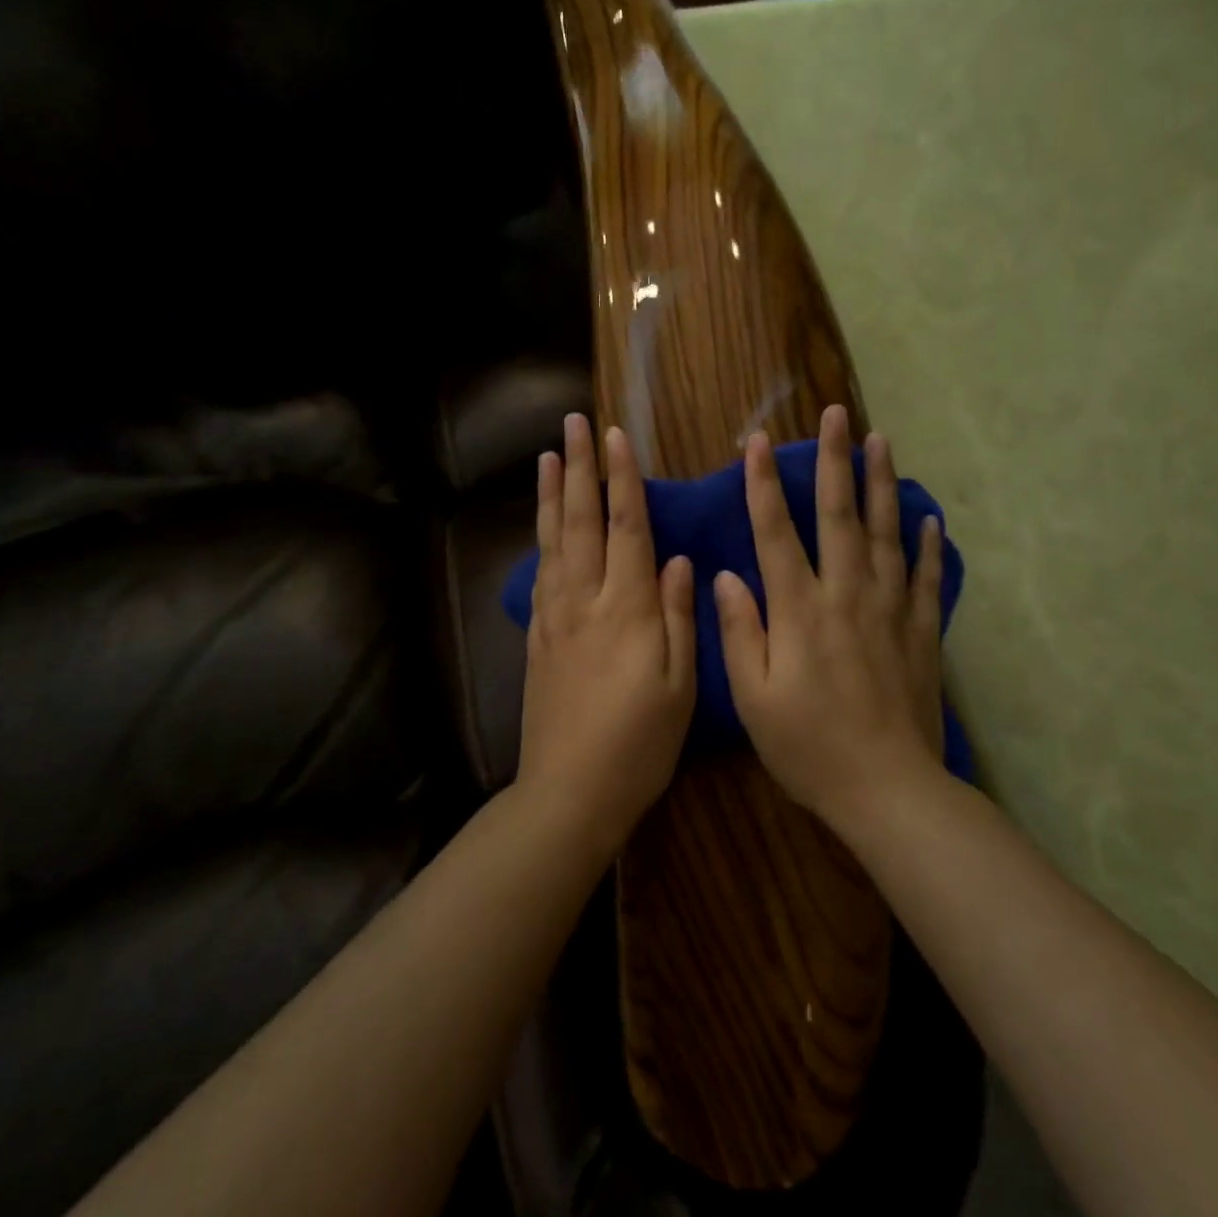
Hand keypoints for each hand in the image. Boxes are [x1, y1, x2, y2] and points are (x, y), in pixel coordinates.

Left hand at [520, 413, 696, 848]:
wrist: (569, 792)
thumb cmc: (639, 744)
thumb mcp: (679, 686)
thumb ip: (678, 617)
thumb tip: (678, 560)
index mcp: (627, 609)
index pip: (626, 527)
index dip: (621, 478)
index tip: (615, 436)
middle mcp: (585, 601)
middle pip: (581, 521)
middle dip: (579, 469)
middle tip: (572, 424)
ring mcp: (555, 618)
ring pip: (553, 541)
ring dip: (553, 495)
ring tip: (549, 457)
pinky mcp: (537, 638)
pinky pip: (540, 574)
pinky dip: (541, 539)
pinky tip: (543, 525)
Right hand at [713, 405, 946, 833]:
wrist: (888, 790)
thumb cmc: (809, 747)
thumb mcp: (754, 697)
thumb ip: (741, 631)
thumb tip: (727, 575)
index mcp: (800, 610)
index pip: (776, 533)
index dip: (763, 485)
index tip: (757, 442)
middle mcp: (846, 595)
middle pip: (839, 516)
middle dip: (835, 461)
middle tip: (837, 415)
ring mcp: (890, 610)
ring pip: (886, 534)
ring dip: (882, 484)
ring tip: (881, 441)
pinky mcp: (921, 632)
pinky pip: (925, 578)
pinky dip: (927, 545)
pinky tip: (928, 519)